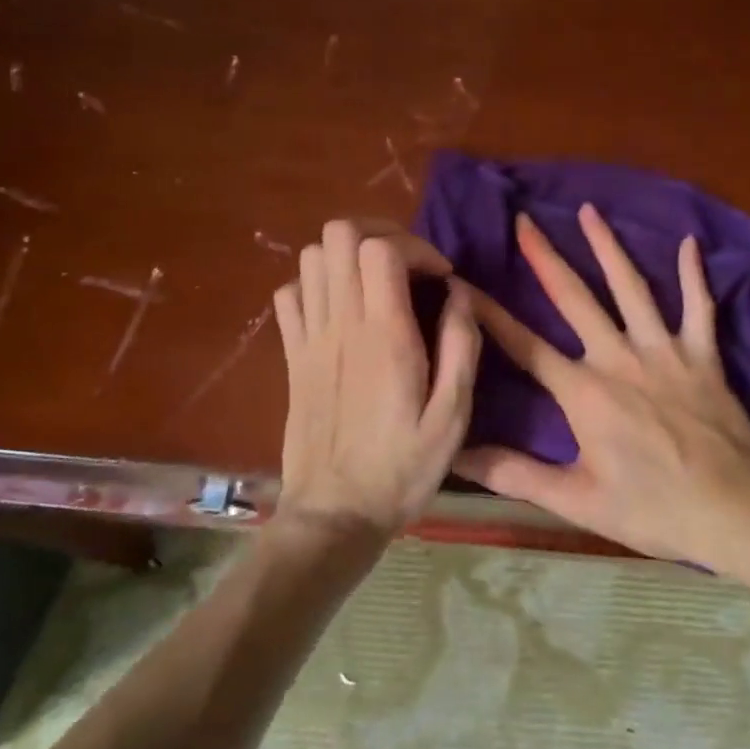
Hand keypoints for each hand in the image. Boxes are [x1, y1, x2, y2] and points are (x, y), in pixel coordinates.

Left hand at [272, 219, 481, 537]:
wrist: (334, 515)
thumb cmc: (402, 469)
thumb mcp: (453, 416)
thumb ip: (460, 346)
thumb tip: (459, 293)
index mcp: (384, 335)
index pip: (381, 249)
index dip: (415, 246)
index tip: (439, 277)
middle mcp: (340, 324)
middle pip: (339, 235)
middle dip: (379, 234)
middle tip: (408, 264)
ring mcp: (309, 338)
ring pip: (311, 257)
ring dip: (346, 256)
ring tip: (376, 281)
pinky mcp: (292, 356)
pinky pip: (289, 294)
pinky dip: (313, 285)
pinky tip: (339, 308)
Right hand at [452, 205, 749, 563]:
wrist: (734, 511)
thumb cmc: (652, 509)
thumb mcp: (577, 500)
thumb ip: (515, 474)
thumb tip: (457, 456)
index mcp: (583, 392)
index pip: (525, 345)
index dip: (490, 314)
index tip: (464, 283)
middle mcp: (618, 357)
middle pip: (575, 298)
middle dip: (546, 257)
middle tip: (525, 221)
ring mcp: (664, 350)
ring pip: (631, 287)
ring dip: (608, 247)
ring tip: (589, 210)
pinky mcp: (703, 355)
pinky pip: (699, 306)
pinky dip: (694, 275)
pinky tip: (689, 243)